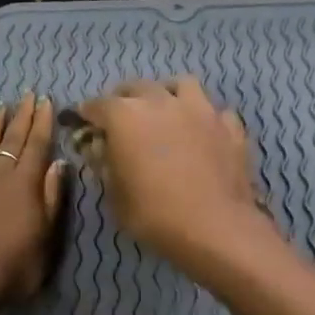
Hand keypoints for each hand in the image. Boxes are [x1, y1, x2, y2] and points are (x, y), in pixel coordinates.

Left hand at [0, 93, 64, 301]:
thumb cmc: (18, 263)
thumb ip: (52, 196)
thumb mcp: (48, 234)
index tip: (45, 101)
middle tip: (26, 95)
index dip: (42, 121)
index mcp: (25, 182)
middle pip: (11, 139)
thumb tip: (58, 163)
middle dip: (21, 115)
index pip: (36, 144)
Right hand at [75, 77, 276, 271]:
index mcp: (126, 116)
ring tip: (166, 112)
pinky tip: (203, 134)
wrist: (215, 228)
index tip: (84, 123)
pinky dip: (205, 119)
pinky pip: (215, 112)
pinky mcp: (230, 126)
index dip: (88, 114)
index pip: (97, 105)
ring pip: (182, 86)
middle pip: (138, 87)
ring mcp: (201, 110)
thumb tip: (101, 149)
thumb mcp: (115, 196)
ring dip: (169, 95)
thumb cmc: (154, 215)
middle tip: (122, 119)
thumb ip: (105, 165)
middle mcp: (162, 102)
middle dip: (125, 99)